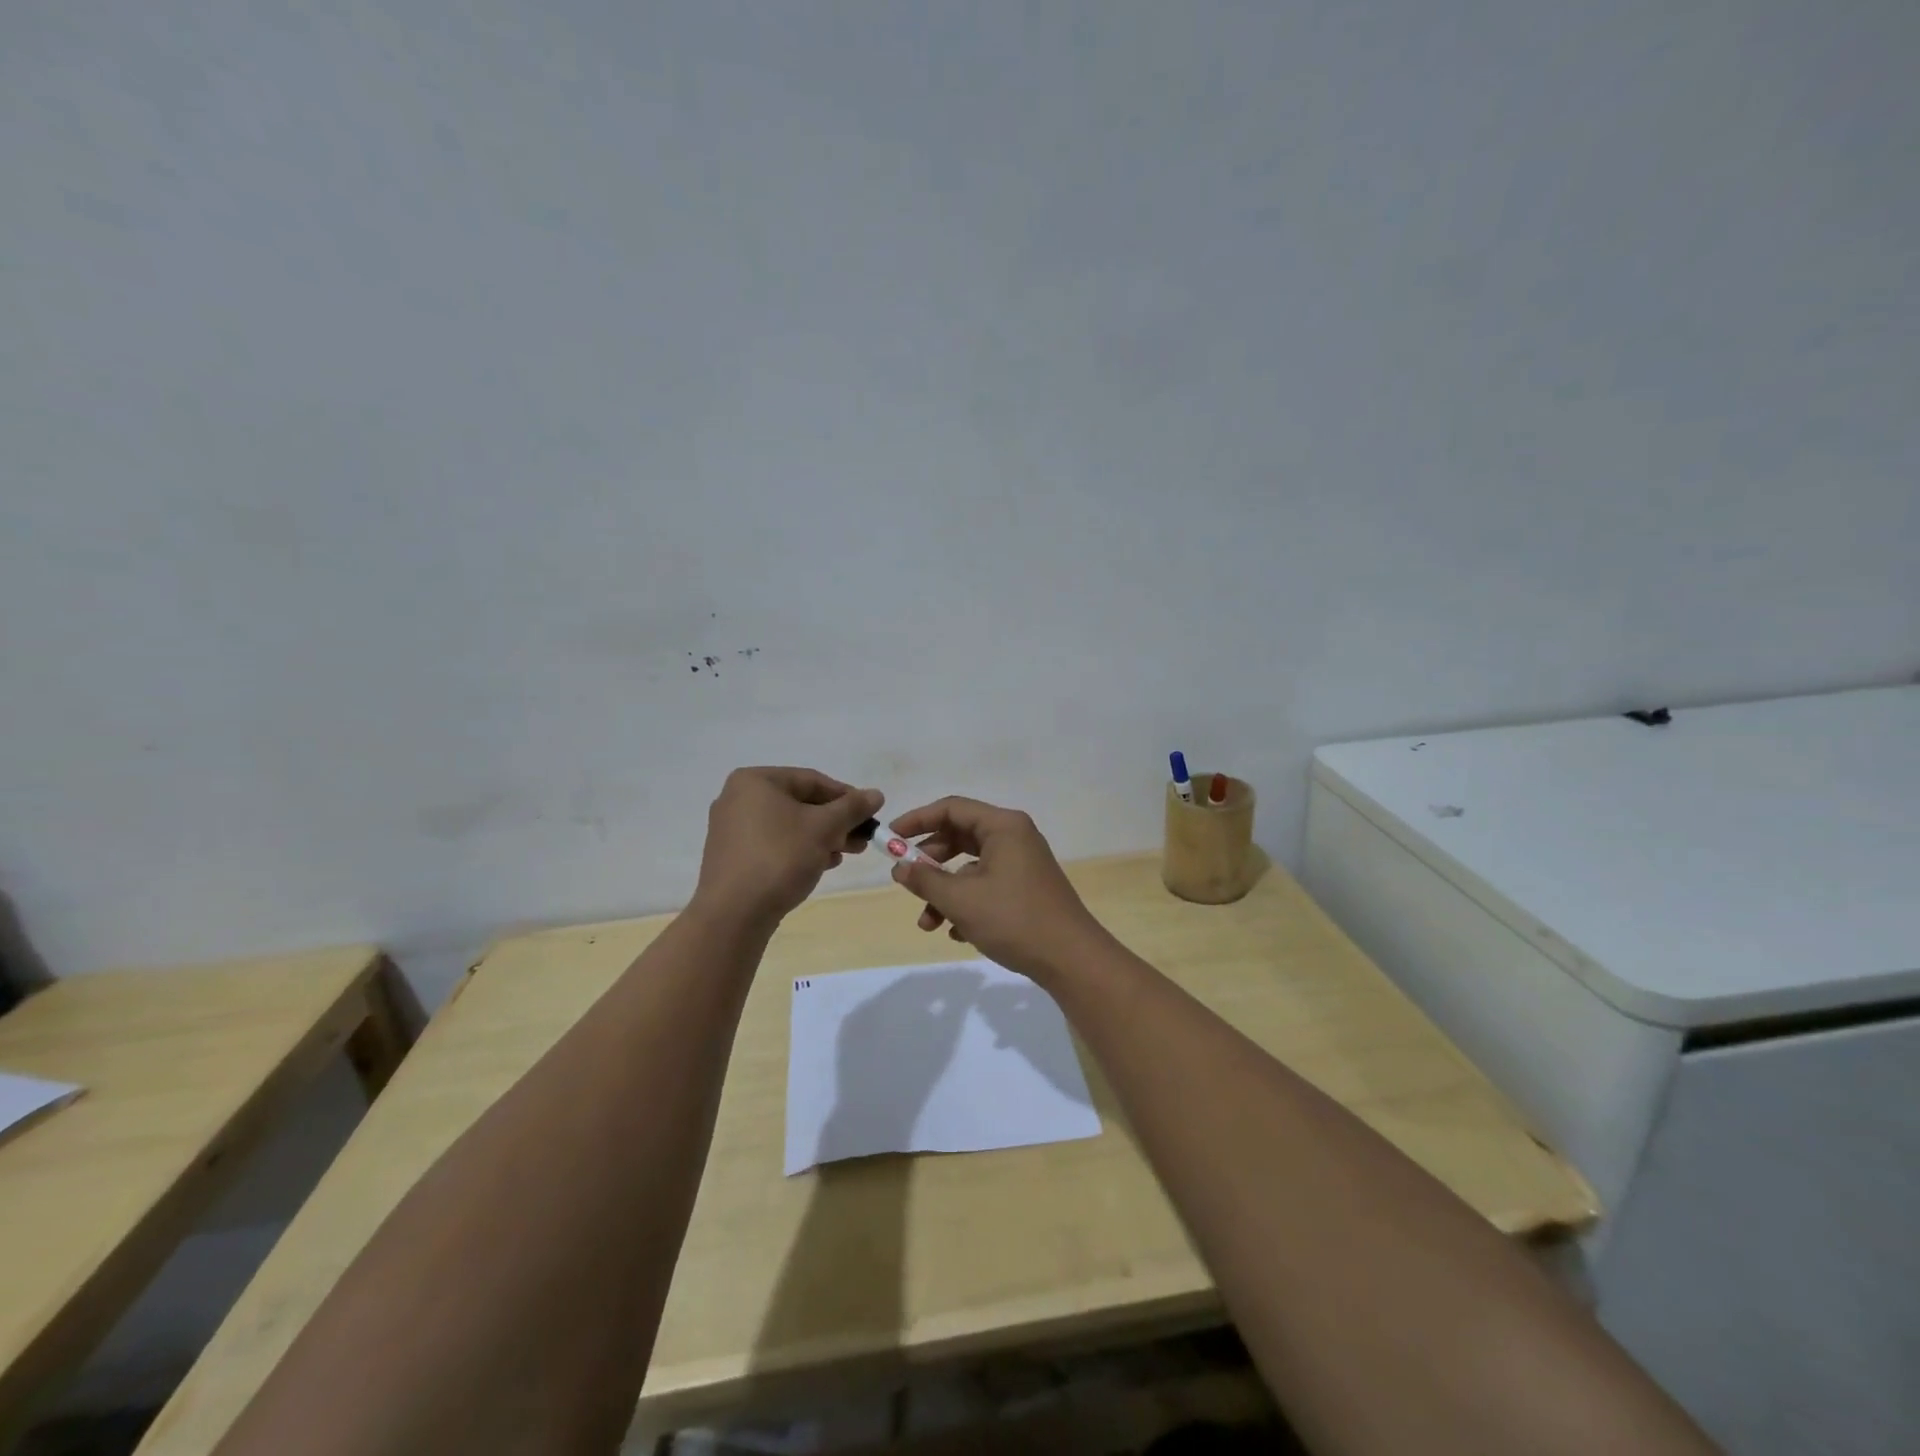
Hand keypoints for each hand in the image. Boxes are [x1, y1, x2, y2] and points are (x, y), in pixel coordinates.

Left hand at [693, 768, 882, 929]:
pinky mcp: (733, 857)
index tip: (870, 815)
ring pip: (789, 826)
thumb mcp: (824, 828)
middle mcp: (738, 799)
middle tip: (862, 840)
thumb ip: (852, 808)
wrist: (733, 914)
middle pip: (800, 803)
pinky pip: (774, 844)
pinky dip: (800, 850)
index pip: (812, 780)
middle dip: (835, 822)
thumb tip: (876, 794)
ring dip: (822, 838)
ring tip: (847, 854)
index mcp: (755, 781)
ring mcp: (732, 829)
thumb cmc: (780, 857)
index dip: (846, 797)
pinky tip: (821, 865)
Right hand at [886, 796, 1109, 983]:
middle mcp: (1014, 837)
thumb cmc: (1014, 919)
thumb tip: (900, 867)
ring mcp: (1022, 864)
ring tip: (928, 924)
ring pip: (971, 868)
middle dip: (929, 864)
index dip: (916, 820)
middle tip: (905, 881)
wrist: (1071, 959)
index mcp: (1003, 826)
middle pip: (960, 837)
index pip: (951, 808)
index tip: (890, 839)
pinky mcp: (1026, 889)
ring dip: (945, 893)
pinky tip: (957, 934)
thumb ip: (925, 880)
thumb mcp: (961, 900)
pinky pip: (987, 886)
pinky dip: (967, 904)